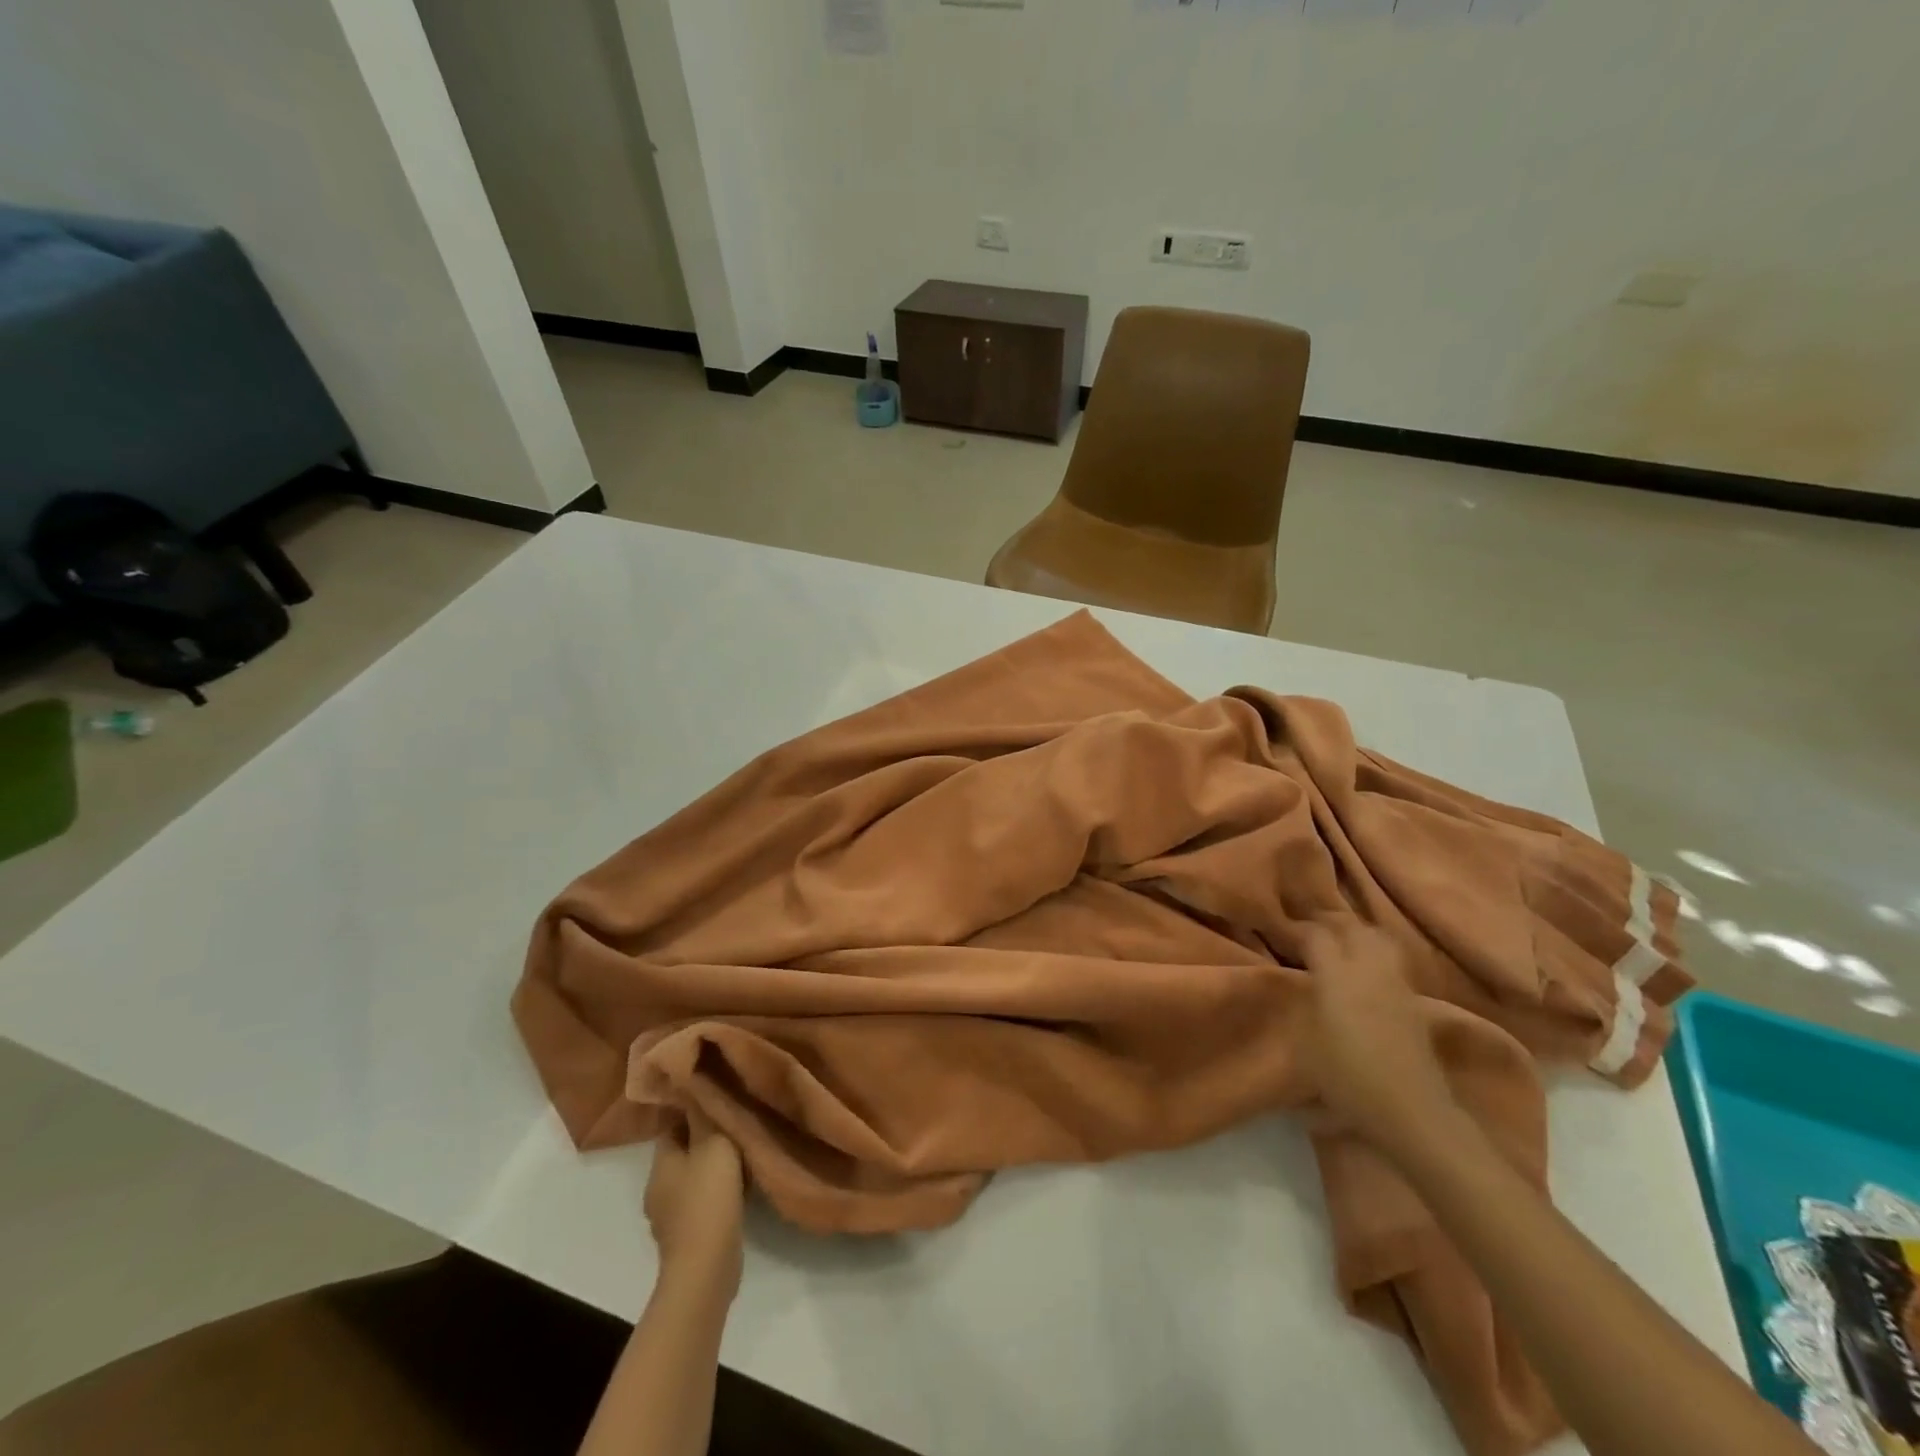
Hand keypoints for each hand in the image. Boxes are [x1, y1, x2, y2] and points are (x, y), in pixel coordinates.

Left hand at [644, 1112, 745, 1298]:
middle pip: (682, 1152)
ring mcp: (669, 1216)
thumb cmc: (708, 1197)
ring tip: (741, 1155)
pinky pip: (702, 1202)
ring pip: (692, 1178)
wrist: (706, 1266)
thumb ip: (706, 1115)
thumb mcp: (713, 1143)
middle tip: (735, 1124)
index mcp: (659, 1163)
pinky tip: (738, 1190)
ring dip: (712, 1168)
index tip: (718, 1099)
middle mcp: (658, 1188)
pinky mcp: (686, 1237)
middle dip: (705, 1139)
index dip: (693, 1110)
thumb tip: (695, 1086)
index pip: (672, 1125)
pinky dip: (717, 1193)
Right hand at [1302, 921, 1460, 1161]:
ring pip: (1378, 938)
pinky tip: (1364, 970)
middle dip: (1329, 923)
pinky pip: (1392, 960)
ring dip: (1356, 934)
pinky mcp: (1414, 1002)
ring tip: (1340, 943)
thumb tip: (1303, 986)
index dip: (1297, 930)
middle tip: (1310, 931)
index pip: (1316, 935)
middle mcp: (1368, 969)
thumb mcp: (1305, 1043)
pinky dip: (1375, 954)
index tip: (1281, 934)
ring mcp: (1396, 983)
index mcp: (1337, 975)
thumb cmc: (1348, 1077)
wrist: (1411, 1111)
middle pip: (1351, 927)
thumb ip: (1303, 1005)